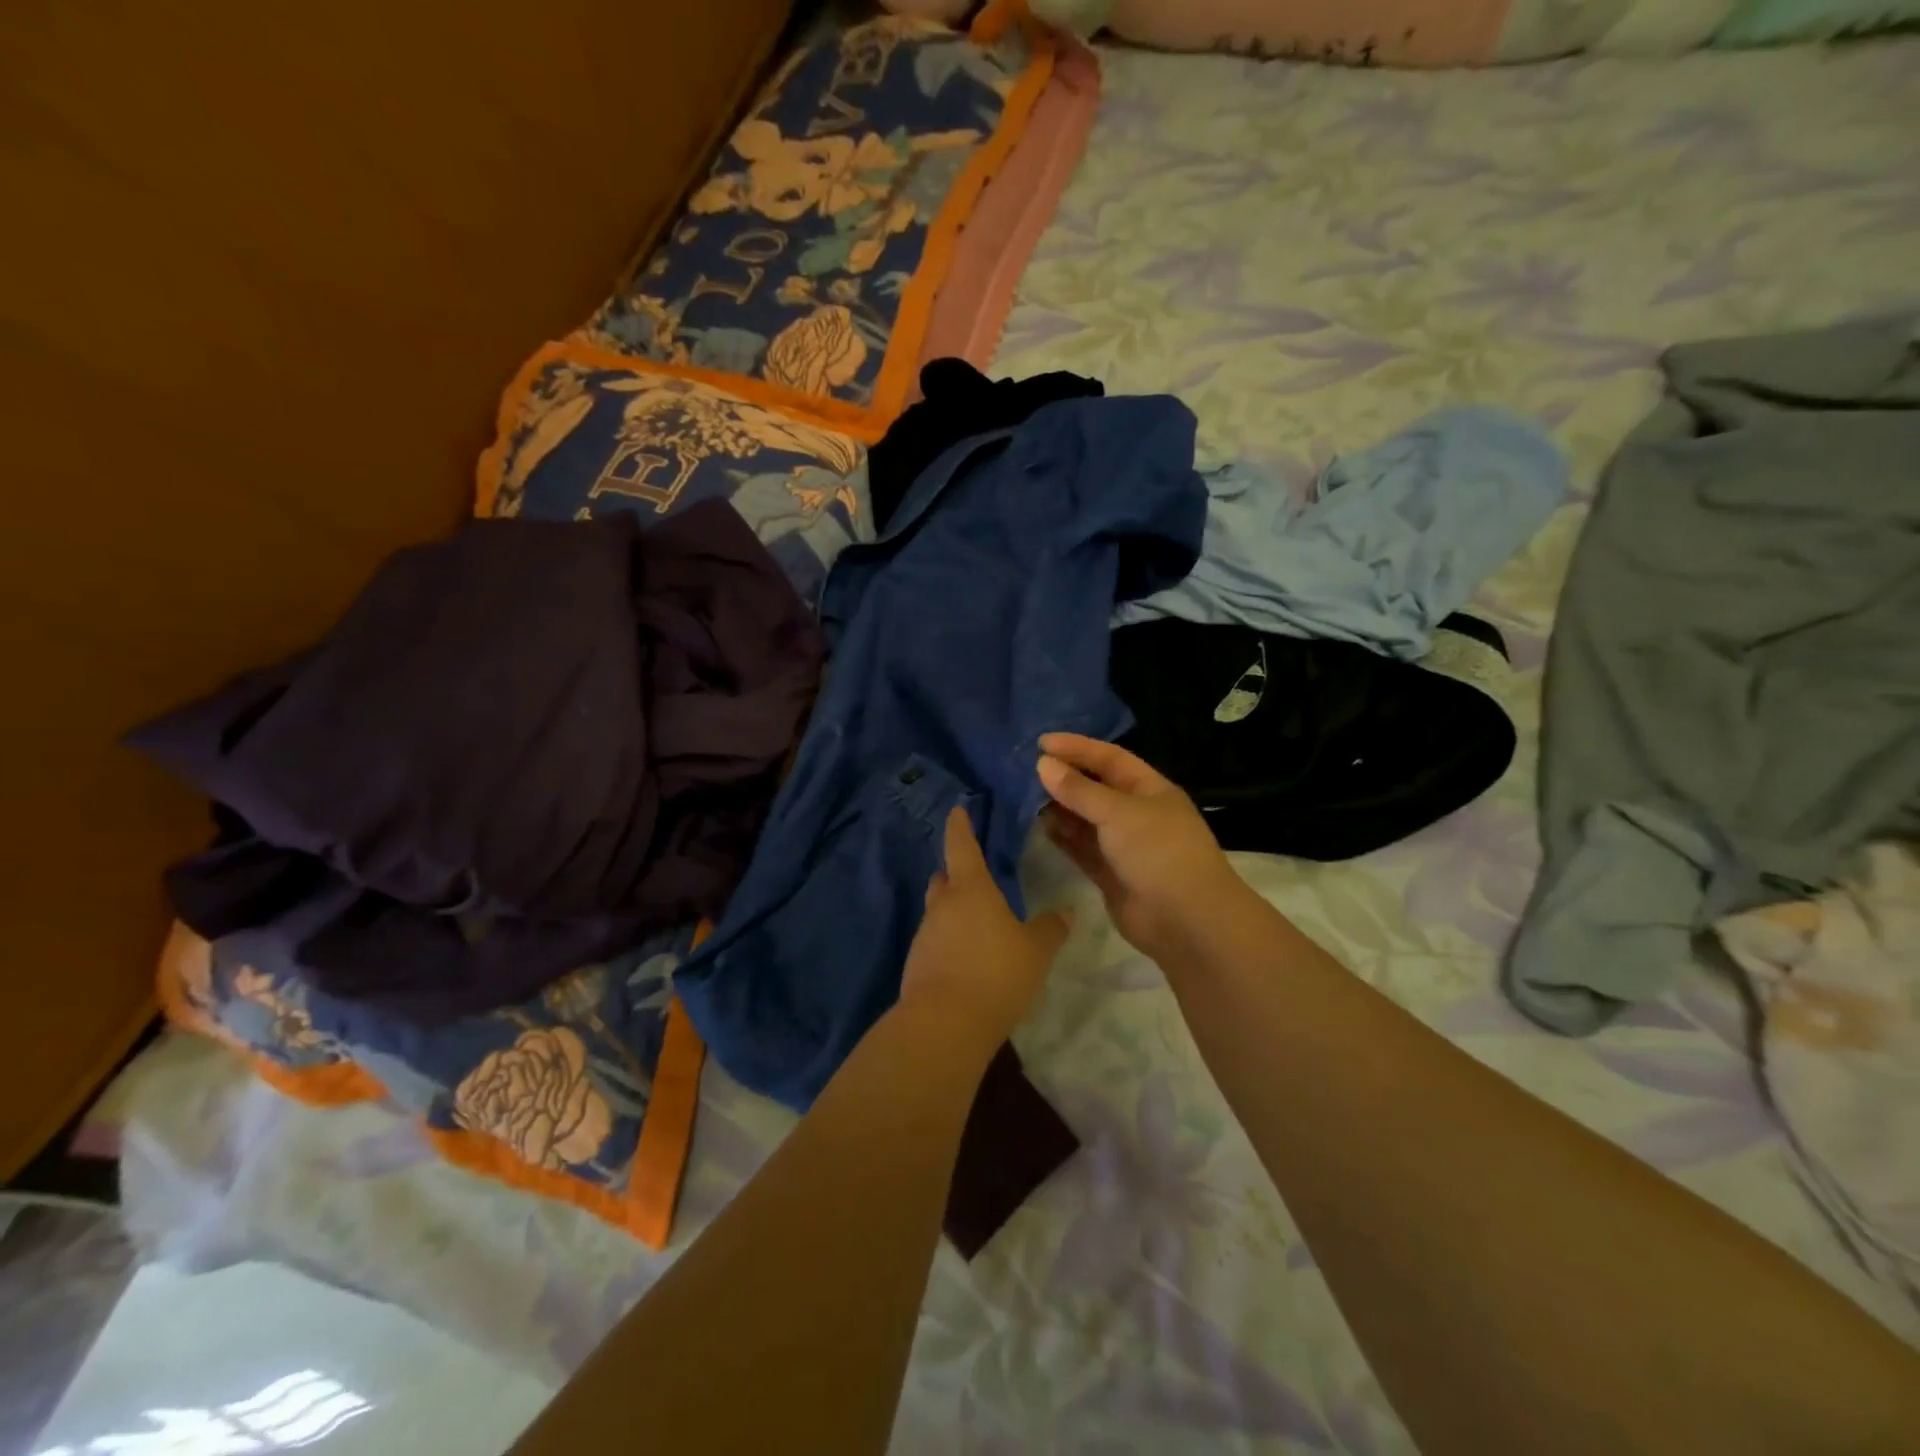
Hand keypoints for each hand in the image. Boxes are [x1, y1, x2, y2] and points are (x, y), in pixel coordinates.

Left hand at [900, 806, 1071, 1045]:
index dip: (960, 827)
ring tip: (977, 927)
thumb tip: (1066, 913)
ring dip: (953, 914)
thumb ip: (1051, 929)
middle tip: (974, 878)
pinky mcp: (916, 965)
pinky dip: (949, 944)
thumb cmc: (996, 973)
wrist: (945, 1023)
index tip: (957, 811)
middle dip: (955, 875)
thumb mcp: (1035, 951)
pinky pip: (935, 943)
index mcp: (971, 889)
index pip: (962, 846)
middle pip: (944, 880)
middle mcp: (943, 906)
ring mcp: (925, 935)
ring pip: (938, 913)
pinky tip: (967, 962)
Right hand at [1037, 732, 1247, 963]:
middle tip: (1025, 769)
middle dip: (1064, 777)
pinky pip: (1081, 848)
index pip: (1109, 758)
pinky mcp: (1110, 874)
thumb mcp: (1118, 813)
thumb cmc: (1159, 852)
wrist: (1186, 921)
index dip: (1077, 747)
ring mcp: (1123, 845)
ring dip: (1059, 807)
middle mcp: (1136, 813)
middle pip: (1095, 787)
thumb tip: (1043, 765)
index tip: (1041, 742)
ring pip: (1085, 819)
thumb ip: (1079, 790)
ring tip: (1024, 796)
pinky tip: (1038, 826)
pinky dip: (1062, 837)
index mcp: (1149, 789)